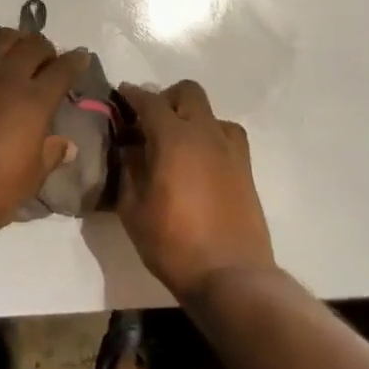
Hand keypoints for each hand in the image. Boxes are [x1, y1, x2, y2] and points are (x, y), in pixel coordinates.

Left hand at [0, 18, 90, 236]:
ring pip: (0, 38)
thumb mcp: (29, 181)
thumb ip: (50, 156)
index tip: (82, 57)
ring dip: (14, 35)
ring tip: (19, 40)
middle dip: (46, 47)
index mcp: (34, 102)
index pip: (63, 71)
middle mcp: (8, 78)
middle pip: (33, 47)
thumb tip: (68, 145)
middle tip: (48, 56)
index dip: (76, 61)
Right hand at [117, 80, 274, 298]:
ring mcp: (230, 150)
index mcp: (173, 138)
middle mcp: (205, 133)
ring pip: (212, 113)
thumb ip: (129, 171)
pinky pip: (228, 137)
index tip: (121, 95)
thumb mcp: (133, 210)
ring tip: (178, 144)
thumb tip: (130, 150)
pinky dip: (212, 138)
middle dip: (166, 98)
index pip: (149, 101)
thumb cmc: (174, 244)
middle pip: (188, 92)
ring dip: (192, 118)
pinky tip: (201, 162)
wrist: (231, 276)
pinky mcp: (246, 169)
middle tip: (150, 122)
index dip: (132, 95)